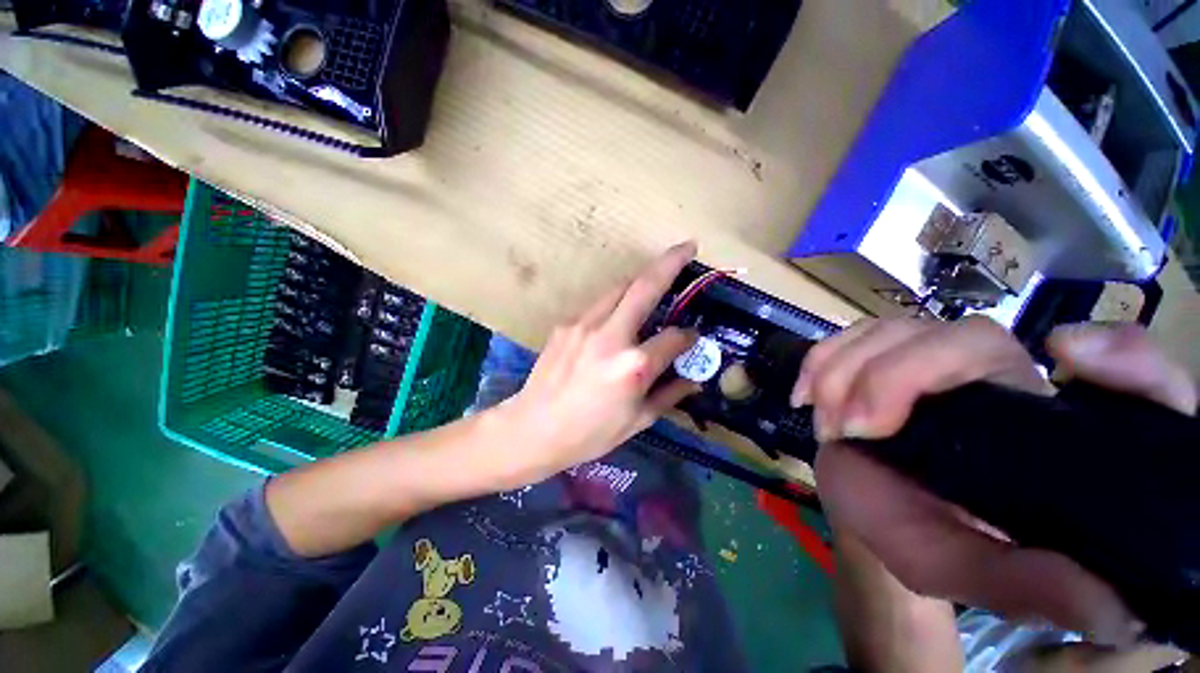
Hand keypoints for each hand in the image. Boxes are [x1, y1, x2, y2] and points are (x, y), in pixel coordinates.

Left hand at [494, 242, 700, 486]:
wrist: (533, 428)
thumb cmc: (590, 433)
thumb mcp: (638, 421)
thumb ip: (670, 393)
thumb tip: (694, 377)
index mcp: (633, 366)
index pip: (674, 337)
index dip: (689, 337)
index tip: (693, 338)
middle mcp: (610, 336)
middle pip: (645, 287)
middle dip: (670, 262)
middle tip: (688, 246)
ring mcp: (584, 324)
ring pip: (619, 288)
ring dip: (641, 280)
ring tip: (656, 278)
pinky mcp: (566, 323)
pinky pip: (599, 304)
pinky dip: (616, 302)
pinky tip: (618, 316)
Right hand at [794, 317, 1196, 645]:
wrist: (866, 509)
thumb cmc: (925, 540)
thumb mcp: (972, 573)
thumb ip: (1026, 586)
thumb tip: (1113, 610)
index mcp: (1045, 431)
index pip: (1118, 374)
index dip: (1123, 358)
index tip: (1065, 356)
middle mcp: (1003, 381)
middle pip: (967, 337)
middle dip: (893, 376)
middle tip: (851, 428)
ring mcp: (935, 360)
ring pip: (896, 330)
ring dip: (843, 373)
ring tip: (828, 425)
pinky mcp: (883, 354)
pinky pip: (851, 333)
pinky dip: (821, 359)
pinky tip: (806, 394)